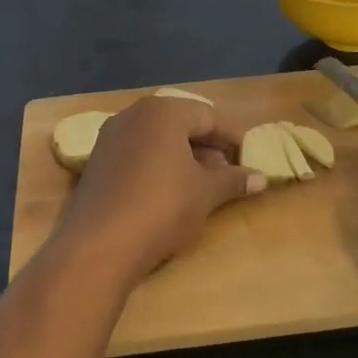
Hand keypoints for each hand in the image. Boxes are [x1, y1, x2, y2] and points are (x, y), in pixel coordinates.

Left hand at [54, 96, 265, 285]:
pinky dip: (158, 167)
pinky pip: (137, 155)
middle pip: (180, 124)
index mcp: (163, 112)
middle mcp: (133, 115)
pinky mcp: (97, 163)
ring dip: (183, 158)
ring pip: (157, 140)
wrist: (99, 245)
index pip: (208, 115)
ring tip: (204, 184)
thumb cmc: (162, 207)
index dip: (232, 136)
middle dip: (207, 146)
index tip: (250, 156)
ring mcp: (110, 138)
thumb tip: (260, 178)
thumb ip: (233, 180)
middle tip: (229, 171)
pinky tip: (170, 192)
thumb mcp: (206, 193)